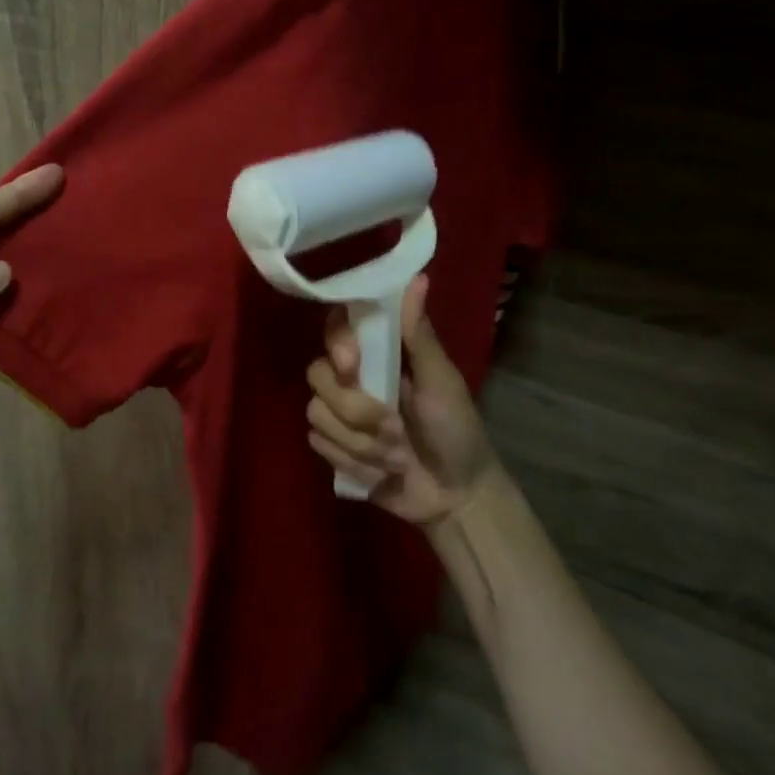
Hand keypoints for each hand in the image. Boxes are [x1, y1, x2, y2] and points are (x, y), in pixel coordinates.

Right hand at [304, 275, 496, 524]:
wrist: (455, 497)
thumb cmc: (457, 430)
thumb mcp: (443, 381)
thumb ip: (420, 335)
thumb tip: (418, 277)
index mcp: (379, 354)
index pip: (336, 326)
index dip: (336, 342)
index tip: (353, 364)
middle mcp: (352, 377)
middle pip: (318, 374)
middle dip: (356, 410)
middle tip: (395, 429)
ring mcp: (339, 413)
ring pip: (317, 413)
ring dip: (361, 443)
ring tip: (397, 457)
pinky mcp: (333, 447)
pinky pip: (318, 444)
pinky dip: (352, 461)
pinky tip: (379, 471)